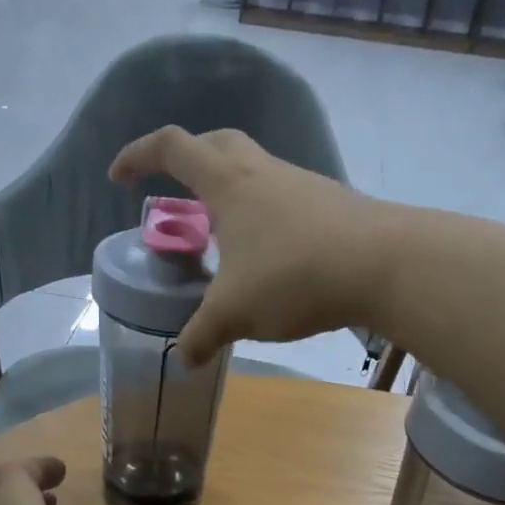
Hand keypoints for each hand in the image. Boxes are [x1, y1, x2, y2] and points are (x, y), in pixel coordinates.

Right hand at [109, 126, 388, 365]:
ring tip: (220, 236)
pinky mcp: (329, 204)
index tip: (119, 178)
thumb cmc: (294, 276)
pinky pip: (282, 196)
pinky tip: (267, 255)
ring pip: (253, 170)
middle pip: (215, 144)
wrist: (385, 265)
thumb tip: (182, 359)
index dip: (137, 154)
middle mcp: (262, 171)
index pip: (171, 147)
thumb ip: (201, 336)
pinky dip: (261, 214)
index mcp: (228, 184)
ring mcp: (300, 184)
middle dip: (186, 161)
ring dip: (228, 191)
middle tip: (174, 195)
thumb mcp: (234, 313)